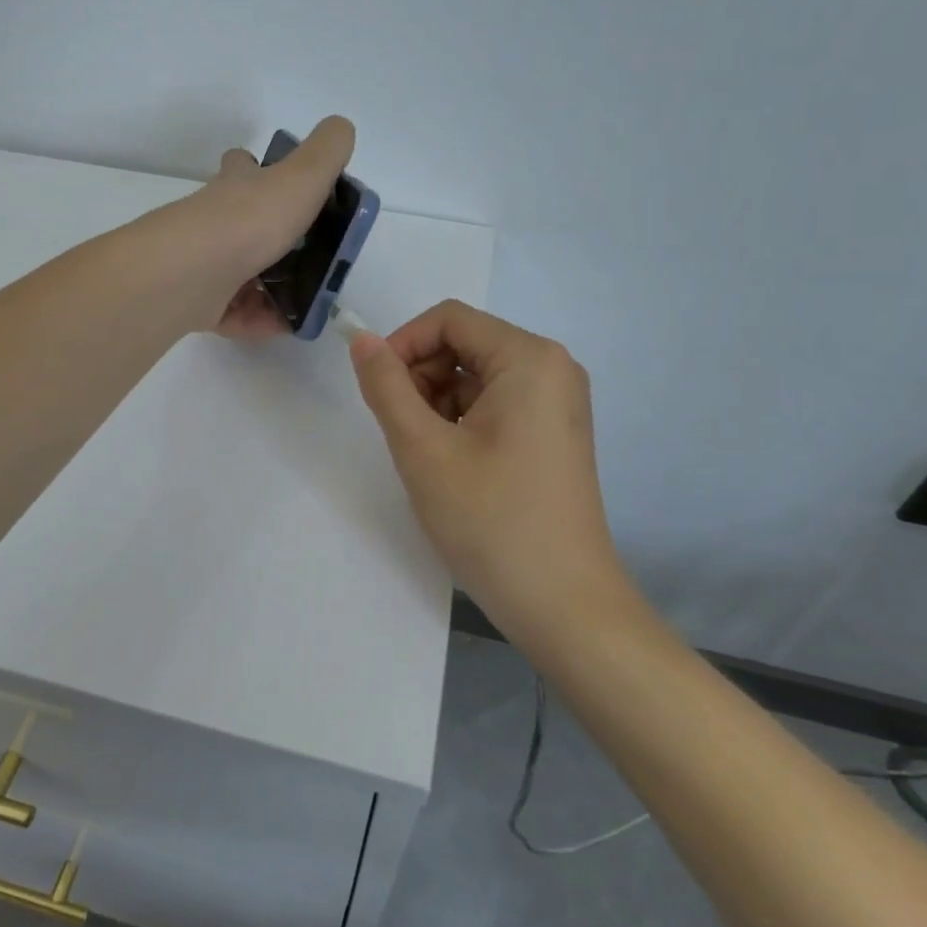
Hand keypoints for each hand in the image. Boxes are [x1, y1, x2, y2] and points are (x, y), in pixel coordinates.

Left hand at [185, 117, 355, 339]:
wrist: (195, 272)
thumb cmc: (251, 220)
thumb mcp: (302, 176)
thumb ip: (326, 151)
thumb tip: (341, 126)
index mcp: (237, 189)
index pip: (242, 168)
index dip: (257, 169)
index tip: (283, 183)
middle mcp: (215, 223)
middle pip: (239, 224)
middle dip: (270, 237)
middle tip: (308, 254)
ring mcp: (205, 265)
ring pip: (239, 274)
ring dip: (271, 286)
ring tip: (308, 298)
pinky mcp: (201, 305)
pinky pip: (235, 314)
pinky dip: (260, 320)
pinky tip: (286, 326)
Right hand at [349, 301, 635, 647]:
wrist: (564, 606)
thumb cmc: (492, 520)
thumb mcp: (423, 449)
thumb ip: (386, 386)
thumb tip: (362, 339)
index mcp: (530, 358)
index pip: (449, 319)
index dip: (403, 345)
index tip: (377, 391)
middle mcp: (552, 369)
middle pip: (464, 345)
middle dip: (421, 378)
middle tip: (403, 433)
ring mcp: (556, 404)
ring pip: (475, 378)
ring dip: (437, 405)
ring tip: (429, 458)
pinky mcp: (553, 434)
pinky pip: (495, 406)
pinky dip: (462, 423)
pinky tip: (454, 468)